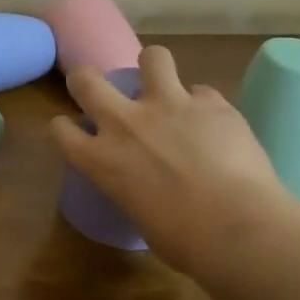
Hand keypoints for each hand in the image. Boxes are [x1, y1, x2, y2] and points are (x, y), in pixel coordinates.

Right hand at [50, 45, 295, 279]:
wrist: (239, 229)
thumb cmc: (185, 242)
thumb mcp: (140, 217)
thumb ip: (133, 190)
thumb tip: (148, 187)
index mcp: (100, 160)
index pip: (60, 129)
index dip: (65, 127)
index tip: (74, 130)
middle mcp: (125, 123)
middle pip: (86, 80)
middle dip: (86, 79)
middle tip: (99, 89)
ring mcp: (168, 106)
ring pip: (152, 57)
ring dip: (154, 67)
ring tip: (163, 82)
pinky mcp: (211, 103)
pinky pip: (204, 91)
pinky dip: (205, 104)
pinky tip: (216, 122)